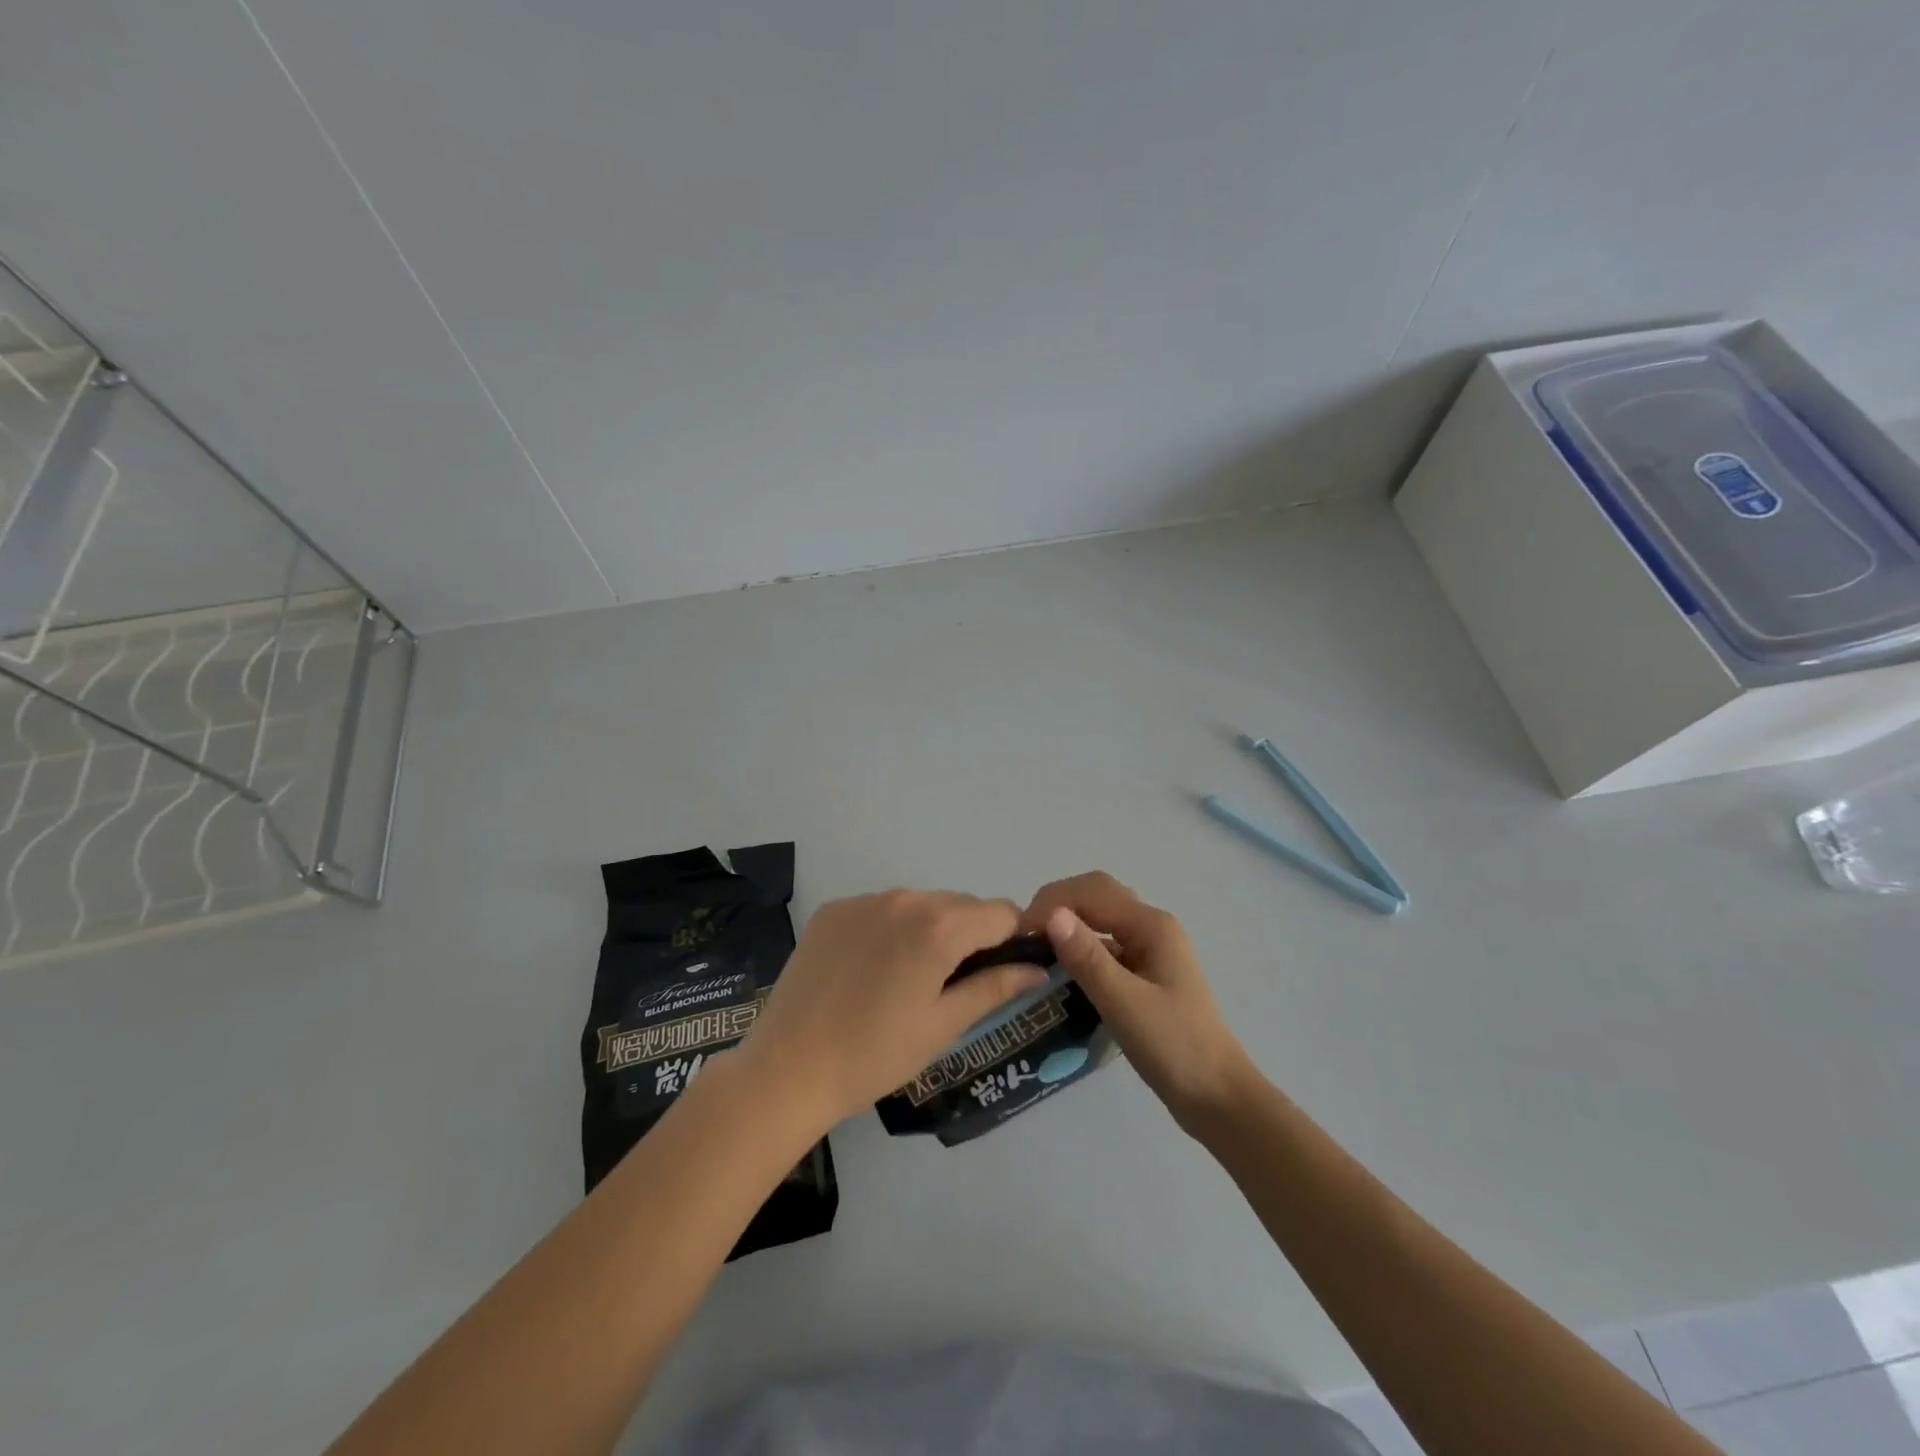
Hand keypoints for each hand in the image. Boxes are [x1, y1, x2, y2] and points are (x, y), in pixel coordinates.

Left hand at [743, 890, 1049, 1129]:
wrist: (788, 1068)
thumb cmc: (876, 1054)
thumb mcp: (943, 1025)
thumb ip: (994, 988)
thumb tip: (1037, 969)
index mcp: (939, 926)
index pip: (1001, 912)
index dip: (1010, 939)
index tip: (999, 971)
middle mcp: (905, 898)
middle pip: (961, 904)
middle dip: (969, 935)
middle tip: (951, 985)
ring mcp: (864, 900)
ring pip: (920, 904)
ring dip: (929, 930)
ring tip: (906, 979)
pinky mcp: (833, 909)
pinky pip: (881, 908)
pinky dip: (890, 929)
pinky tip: (870, 969)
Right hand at [1025, 872, 1257, 1133]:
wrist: (1218, 1098)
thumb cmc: (1174, 1048)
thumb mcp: (1124, 1004)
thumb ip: (1087, 958)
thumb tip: (1051, 915)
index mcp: (1151, 926)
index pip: (1092, 892)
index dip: (1052, 902)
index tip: (1019, 932)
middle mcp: (1152, 928)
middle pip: (1098, 896)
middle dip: (1059, 905)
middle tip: (1024, 935)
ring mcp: (1151, 951)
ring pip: (1102, 921)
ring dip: (1069, 925)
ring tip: (1036, 950)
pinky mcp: (1146, 975)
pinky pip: (1107, 947)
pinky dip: (1081, 949)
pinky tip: (1063, 971)